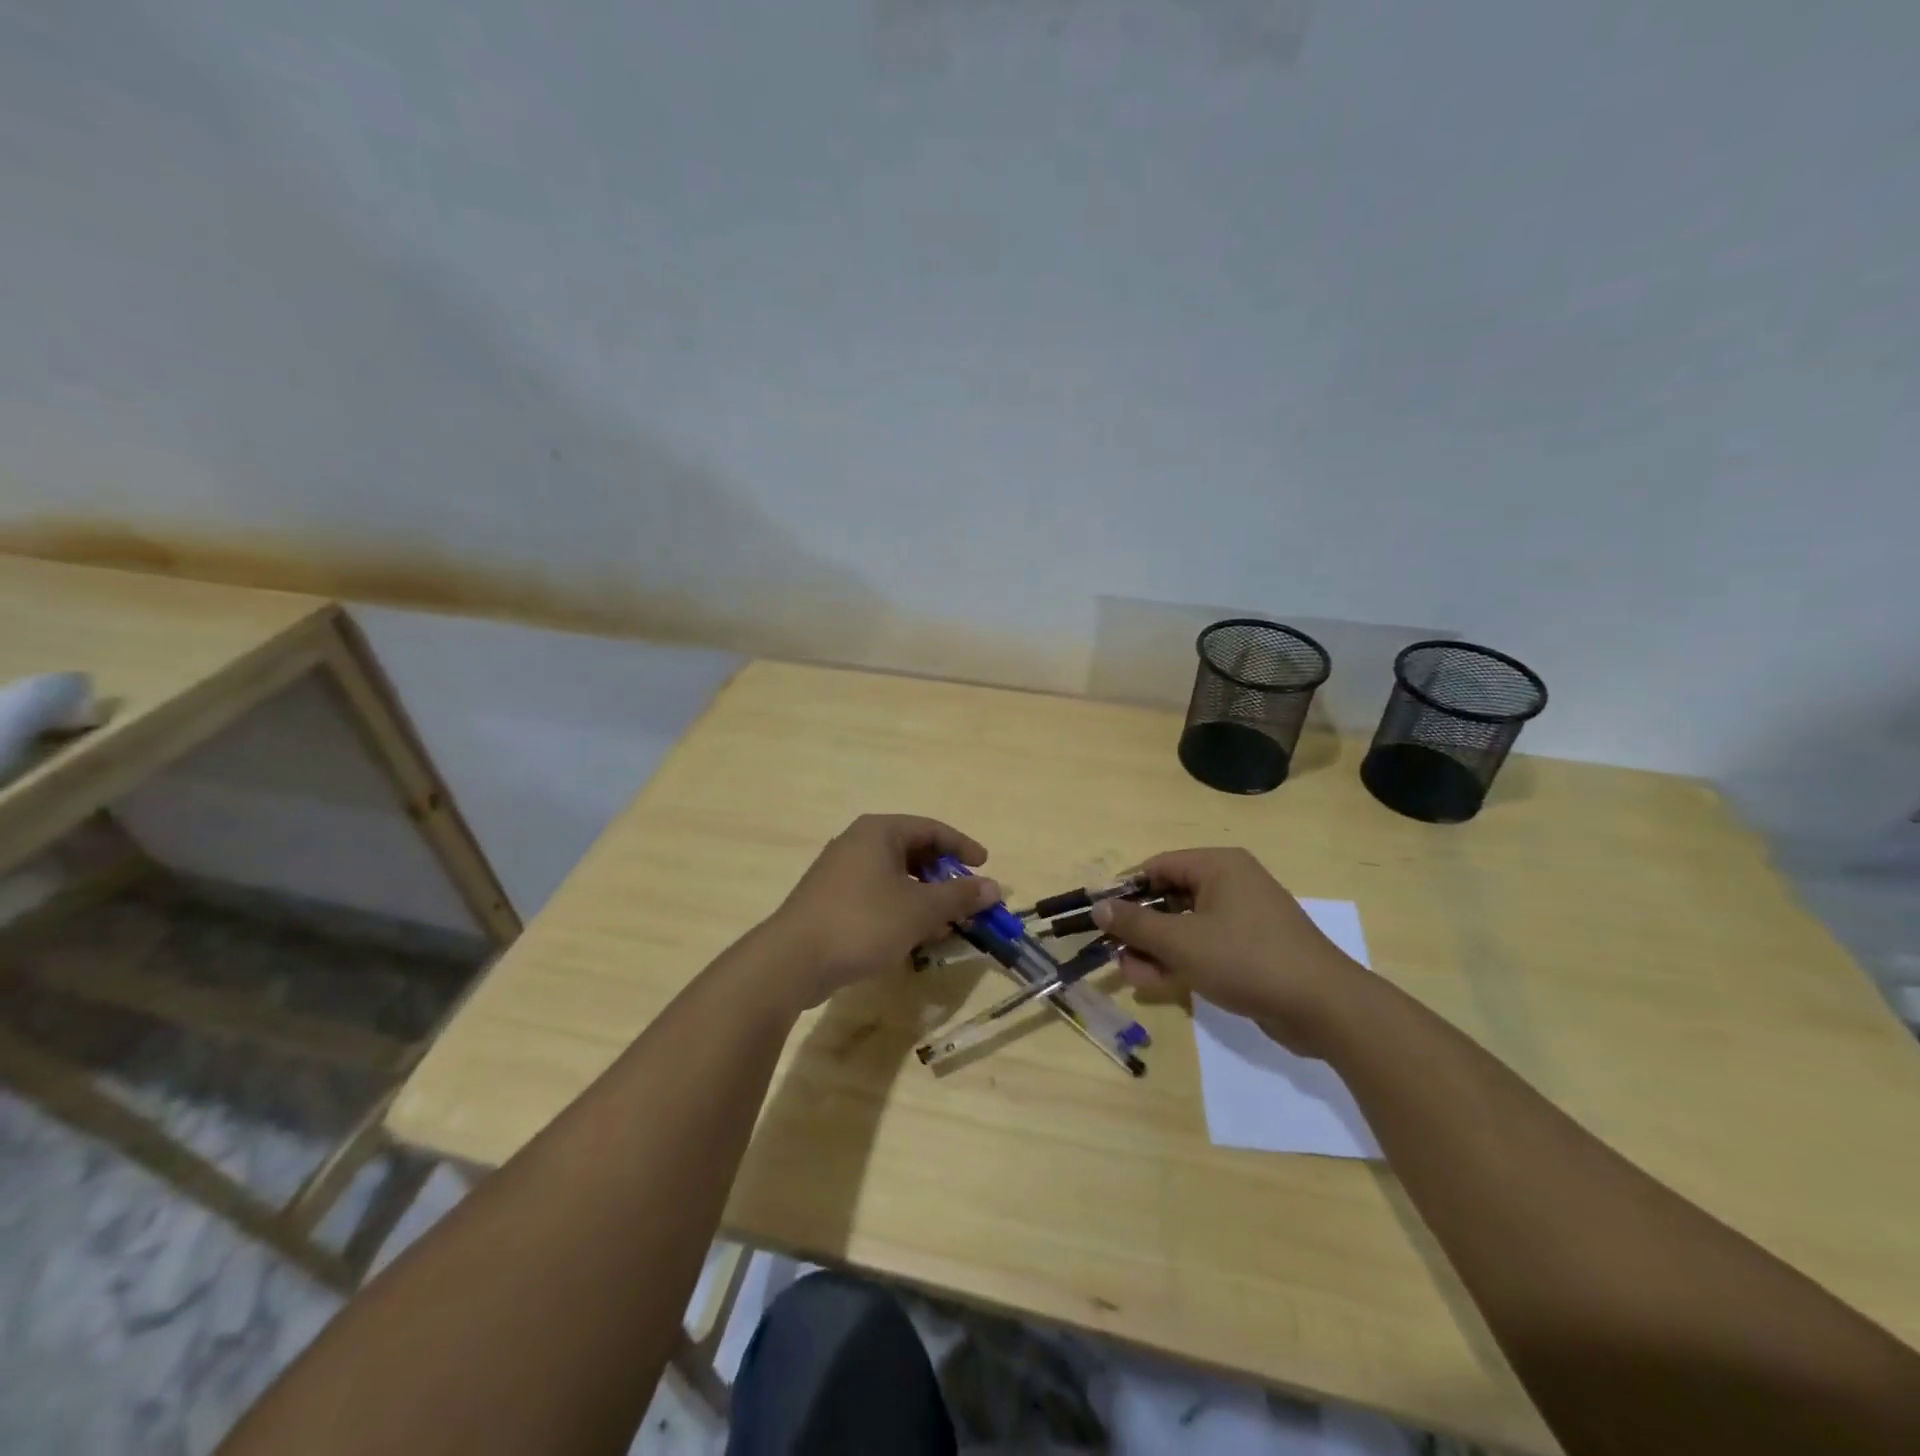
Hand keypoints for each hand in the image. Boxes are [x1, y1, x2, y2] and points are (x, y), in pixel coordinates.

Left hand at [764, 814, 1000, 1009]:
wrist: (793, 960)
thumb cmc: (863, 922)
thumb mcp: (920, 910)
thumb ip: (960, 896)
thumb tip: (995, 887)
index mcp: (880, 831)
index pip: (932, 829)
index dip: (963, 847)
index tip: (985, 867)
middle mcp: (858, 842)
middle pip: (914, 852)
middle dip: (944, 878)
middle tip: (966, 900)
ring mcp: (841, 871)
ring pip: (896, 877)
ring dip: (924, 898)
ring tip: (944, 925)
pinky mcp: (831, 899)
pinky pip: (877, 895)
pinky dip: (900, 909)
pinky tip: (912, 938)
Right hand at [1091, 848, 1366, 1055]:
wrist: (1324, 1008)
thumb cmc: (1247, 959)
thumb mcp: (1182, 942)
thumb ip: (1136, 925)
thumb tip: (1098, 907)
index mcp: (1218, 866)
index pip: (1157, 866)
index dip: (1125, 890)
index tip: (1100, 917)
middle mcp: (1231, 884)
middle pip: (1169, 897)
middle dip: (1140, 928)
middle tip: (1115, 953)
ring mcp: (1243, 918)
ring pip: (1185, 926)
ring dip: (1155, 950)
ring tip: (1134, 976)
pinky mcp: (1251, 949)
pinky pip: (1205, 946)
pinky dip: (1181, 961)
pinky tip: (1158, 984)